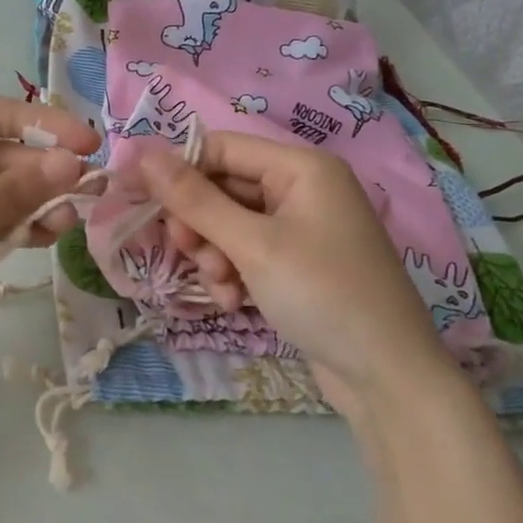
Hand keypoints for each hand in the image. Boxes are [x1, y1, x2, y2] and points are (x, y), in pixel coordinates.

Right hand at [140, 132, 464, 418]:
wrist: (385, 374)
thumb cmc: (322, 294)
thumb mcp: (252, 245)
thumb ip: (195, 200)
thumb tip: (143, 155)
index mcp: (300, 168)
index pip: (220, 147)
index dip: (177, 170)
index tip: (137, 198)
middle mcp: (301, 189)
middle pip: (222, 187)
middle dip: (199, 224)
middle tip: (186, 253)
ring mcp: (300, 228)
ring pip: (228, 225)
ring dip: (213, 255)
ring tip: (223, 288)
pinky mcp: (295, 263)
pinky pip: (246, 253)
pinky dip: (232, 274)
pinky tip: (236, 303)